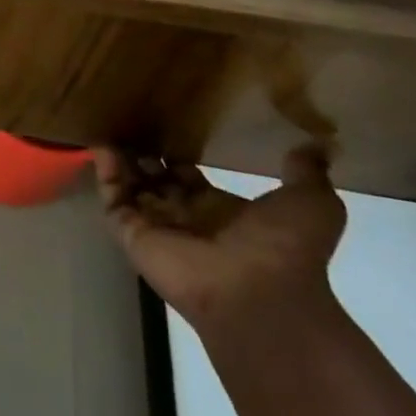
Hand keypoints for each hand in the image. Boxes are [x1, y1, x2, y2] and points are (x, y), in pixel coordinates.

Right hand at [94, 145, 345, 343]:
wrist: (259, 293)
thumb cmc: (284, 249)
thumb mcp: (312, 203)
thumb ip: (306, 174)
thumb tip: (313, 147)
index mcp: (222, 212)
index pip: (189, 180)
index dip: (178, 159)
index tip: (165, 128)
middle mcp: (187, 219)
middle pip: (156, 183)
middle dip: (143, 158)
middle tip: (129, 122)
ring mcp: (158, 228)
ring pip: (131, 189)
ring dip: (121, 162)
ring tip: (108, 127)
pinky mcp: (134, 234)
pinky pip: (114, 201)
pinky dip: (105, 175)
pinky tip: (101, 147)